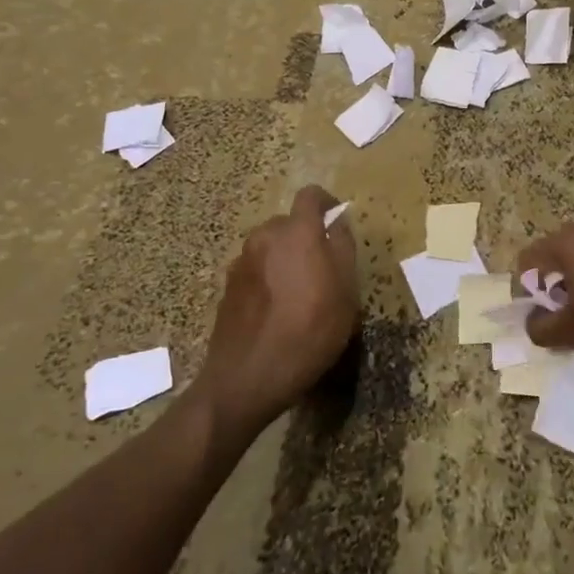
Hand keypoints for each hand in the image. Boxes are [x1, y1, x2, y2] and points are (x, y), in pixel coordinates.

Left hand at [198, 185, 360, 435]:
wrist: (247, 377)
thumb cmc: (309, 332)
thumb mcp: (345, 292)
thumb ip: (343, 248)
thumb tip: (338, 221)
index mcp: (296, 232)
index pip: (311, 195)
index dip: (327, 203)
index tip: (338, 223)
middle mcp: (264, 237)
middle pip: (289, 223)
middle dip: (307, 237)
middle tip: (323, 268)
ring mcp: (241, 261)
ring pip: (271, 247)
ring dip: (286, 258)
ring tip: (299, 293)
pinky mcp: (227, 286)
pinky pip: (256, 269)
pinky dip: (268, 278)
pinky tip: (276, 311)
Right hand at [515, 224, 573, 382]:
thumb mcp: (573, 333)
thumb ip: (541, 327)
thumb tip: (532, 322)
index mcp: (570, 242)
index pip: (528, 258)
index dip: (523, 289)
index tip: (532, 316)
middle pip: (553, 255)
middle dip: (548, 285)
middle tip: (554, 317)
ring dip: (572, 284)